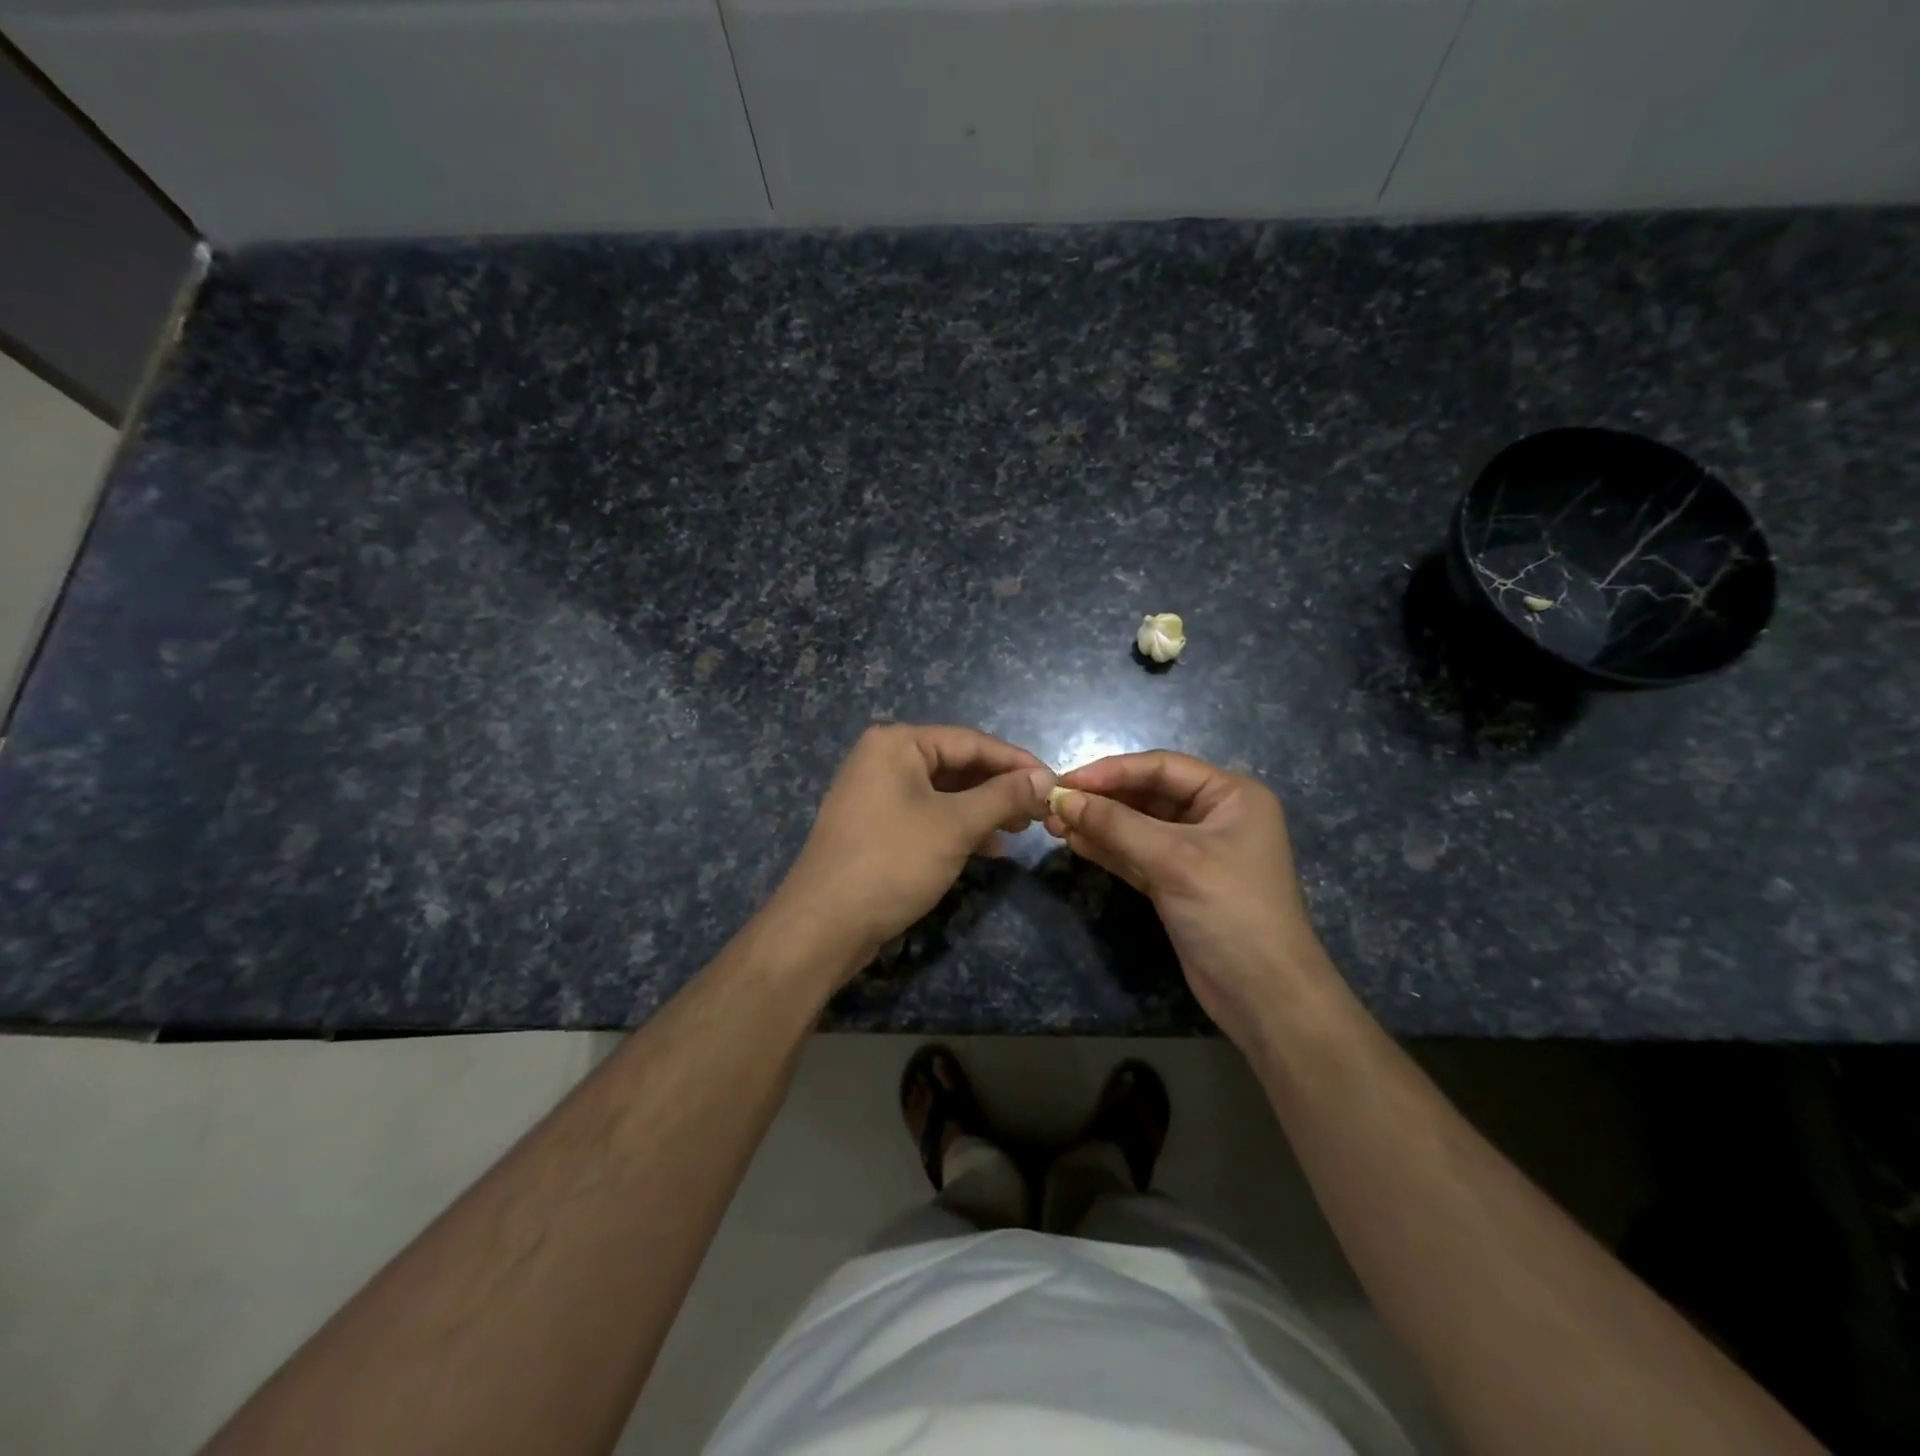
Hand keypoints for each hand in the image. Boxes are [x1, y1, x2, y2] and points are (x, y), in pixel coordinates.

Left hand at [766, 724, 1053, 983]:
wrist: (823, 925)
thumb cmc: (893, 862)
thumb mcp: (956, 825)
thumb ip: (1004, 796)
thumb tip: (1046, 776)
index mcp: (897, 744)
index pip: (971, 741)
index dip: (1017, 762)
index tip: (1055, 783)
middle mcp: (883, 759)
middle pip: (957, 764)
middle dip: (1000, 788)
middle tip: (1038, 812)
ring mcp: (876, 793)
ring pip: (944, 792)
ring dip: (983, 810)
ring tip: (1019, 830)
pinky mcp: (876, 826)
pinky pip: (927, 814)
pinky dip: (958, 827)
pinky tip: (988, 848)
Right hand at [1046, 751, 1333, 1042]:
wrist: (1264, 996)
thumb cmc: (1231, 911)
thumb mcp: (1174, 860)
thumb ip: (1116, 825)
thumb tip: (1062, 799)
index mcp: (1230, 795)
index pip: (1161, 767)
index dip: (1111, 770)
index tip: (1065, 781)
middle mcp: (1213, 816)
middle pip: (1146, 794)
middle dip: (1100, 799)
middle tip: (1052, 804)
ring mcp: (1193, 851)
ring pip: (1136, 826)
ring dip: (1098, 823)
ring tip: (1053, 823)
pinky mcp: (1176, 882)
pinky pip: (1134, 854)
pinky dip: (1107, 848)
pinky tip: (1075, 842)